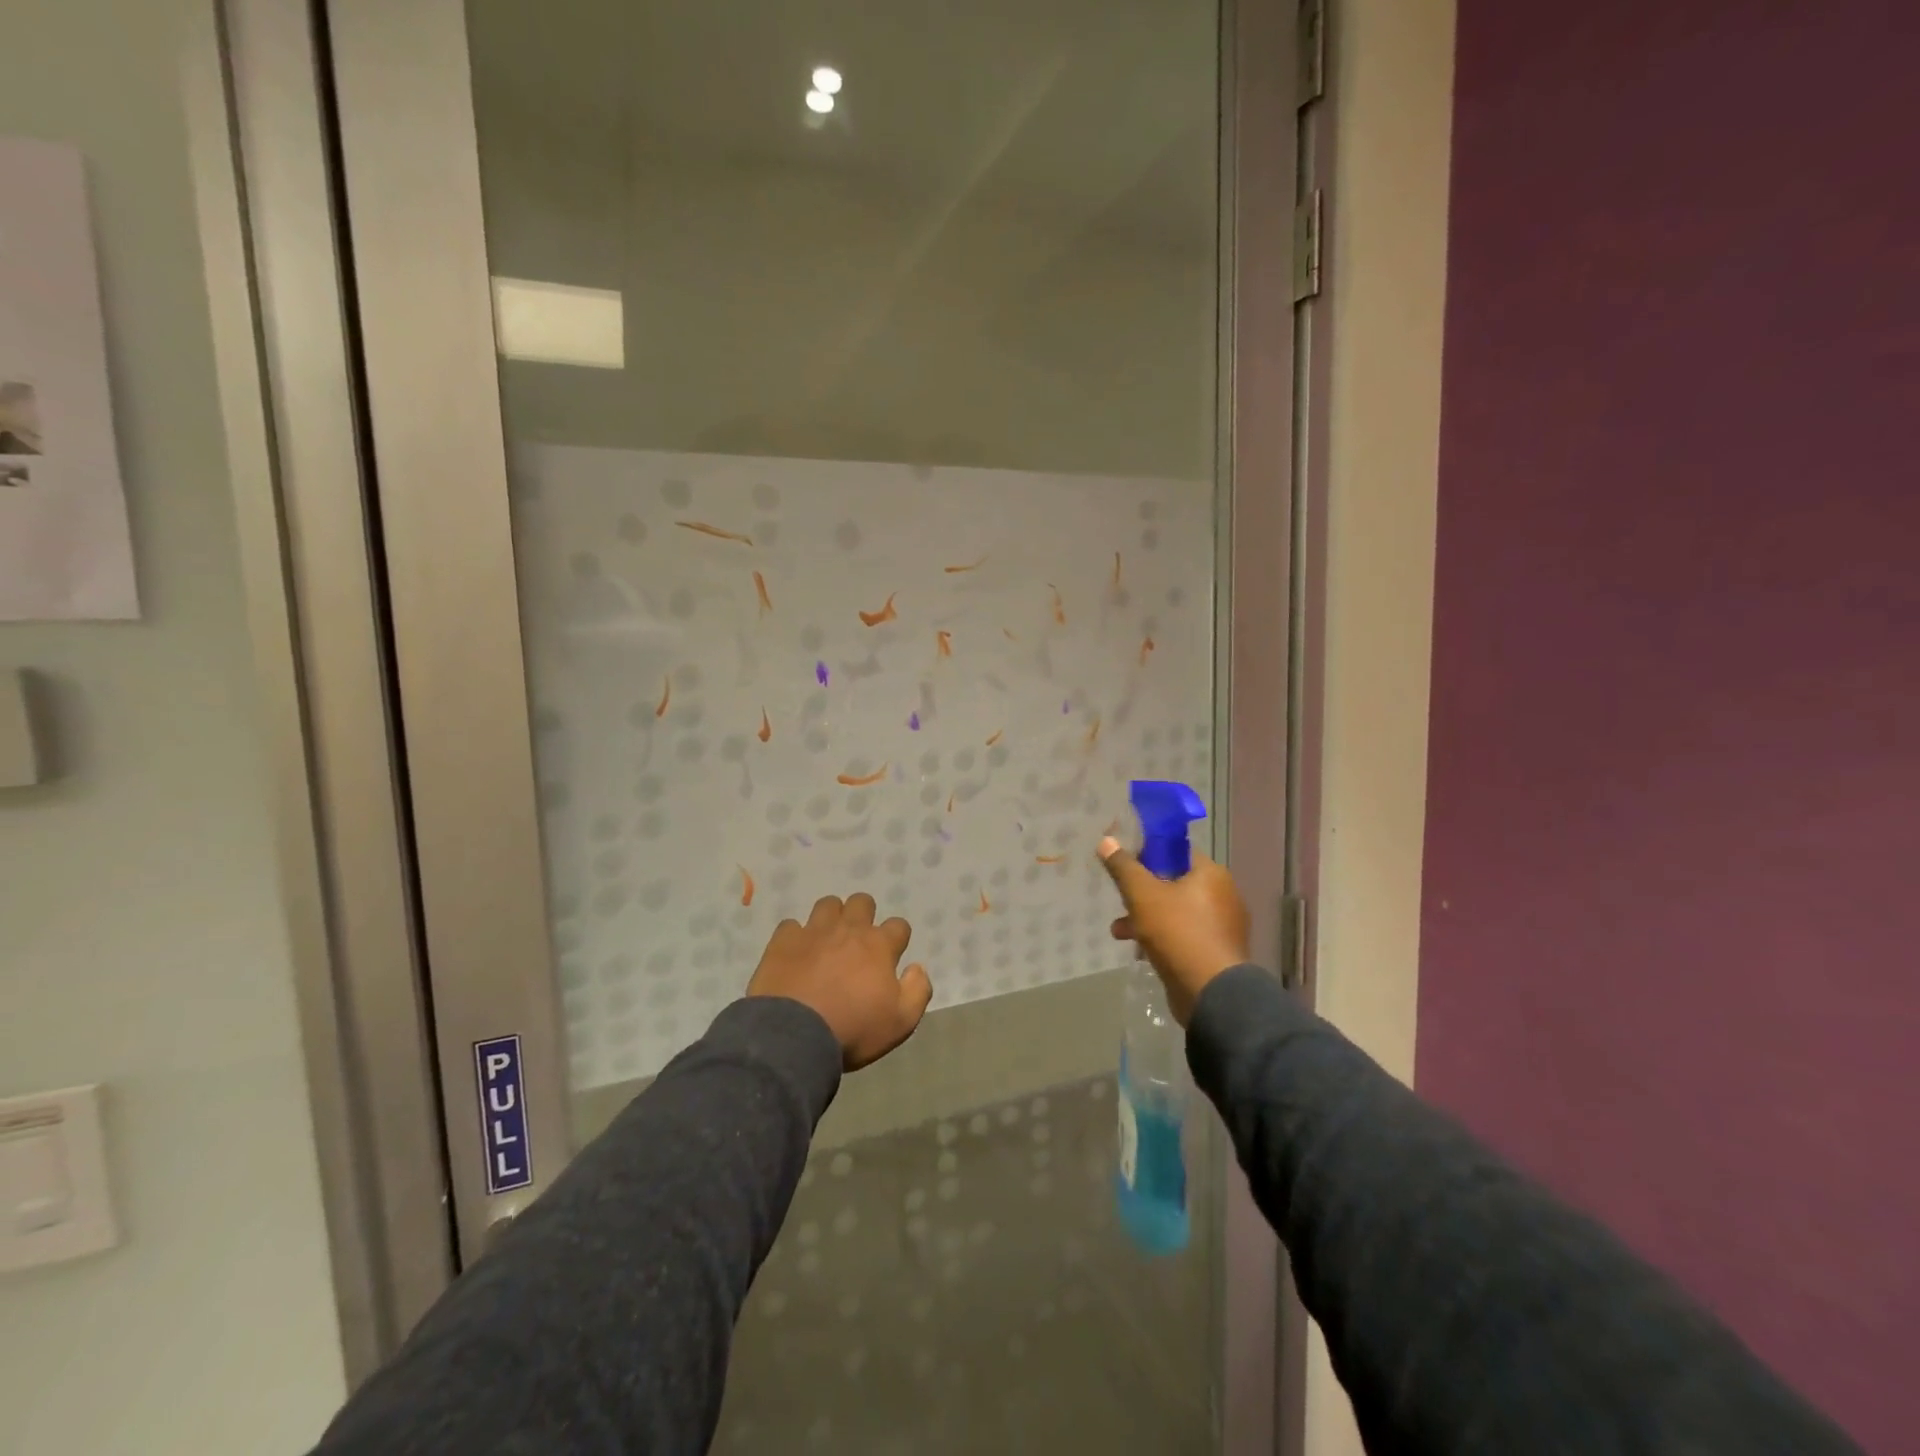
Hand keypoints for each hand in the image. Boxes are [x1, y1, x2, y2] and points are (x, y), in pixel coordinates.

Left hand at [747, 893, 932, 1070]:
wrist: (795, 1035)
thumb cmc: (853, 1029)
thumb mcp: (901, 1022)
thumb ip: (918, 990)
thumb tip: (917, 968)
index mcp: (879, 945)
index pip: (899, 926)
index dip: (897, 938)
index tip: (892, 955)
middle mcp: (849, 929)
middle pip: (862, 902)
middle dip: (864, 915)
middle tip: (858, 941)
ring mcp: (814, 931)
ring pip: (828, 904)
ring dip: (831, 917)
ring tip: (827, 940)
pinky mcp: (784, 941)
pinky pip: (791, 926)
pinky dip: (795, 936)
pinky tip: (795, 953)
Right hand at [1099, 837, 1249, 1024]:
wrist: (1211, 993)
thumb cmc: (1177, 932)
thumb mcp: (1142, 895)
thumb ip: (1123, 867)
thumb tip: (1106, 840)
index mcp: (1211, 874)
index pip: (1176, 852)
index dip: (1148, 854)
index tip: (1125, 867)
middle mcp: (1222, 895)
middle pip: (1174, 883)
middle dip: (1142, 893)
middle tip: (1120, 901)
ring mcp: (1222, 926)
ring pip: (1176, 911)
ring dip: (1146, 918)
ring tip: (1119, 931)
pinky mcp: (1216, 952)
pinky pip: (1184, 935)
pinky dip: (1162, 938)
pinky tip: (1140, 951)